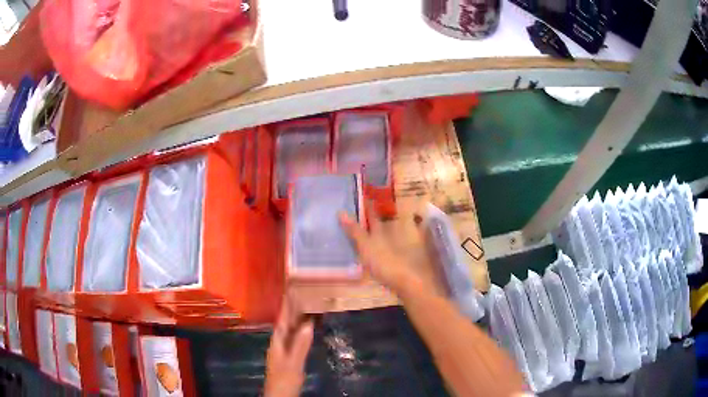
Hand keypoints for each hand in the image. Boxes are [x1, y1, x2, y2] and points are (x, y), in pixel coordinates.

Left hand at [264, 298, 313, 396]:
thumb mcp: (293, 363)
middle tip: (301, 294)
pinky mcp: (288, 356)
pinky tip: (306, 329)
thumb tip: (308, 324)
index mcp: (277, 342)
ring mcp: (283, 350)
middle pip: (286, 323)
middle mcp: (279, 343)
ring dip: (296, 319)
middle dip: (292, 309)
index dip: (287, 306)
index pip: (282, 319)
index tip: (291, 290)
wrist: (280, 395)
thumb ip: (300, 345)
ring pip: (290, 330)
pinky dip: (300, 331)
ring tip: (305, 306)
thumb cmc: (284, 379)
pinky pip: (294, 338)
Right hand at [339, 204, 419, 293]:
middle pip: (376, 225)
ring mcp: (389, 249)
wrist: (403, 280)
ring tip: (357, 230)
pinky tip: (365, 251)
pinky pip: (378, 249)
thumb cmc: (383, 261)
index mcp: (379, 231)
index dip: (367, 205)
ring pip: (378, 236)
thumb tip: (341, 212)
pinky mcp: (389, 261)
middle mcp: (385, 237)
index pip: (372, 214)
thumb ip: (354, 230)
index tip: (362, 196)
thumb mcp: (365, 245)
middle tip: (356, 211)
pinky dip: (371, 247)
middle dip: (368, 218)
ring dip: (370, 233)